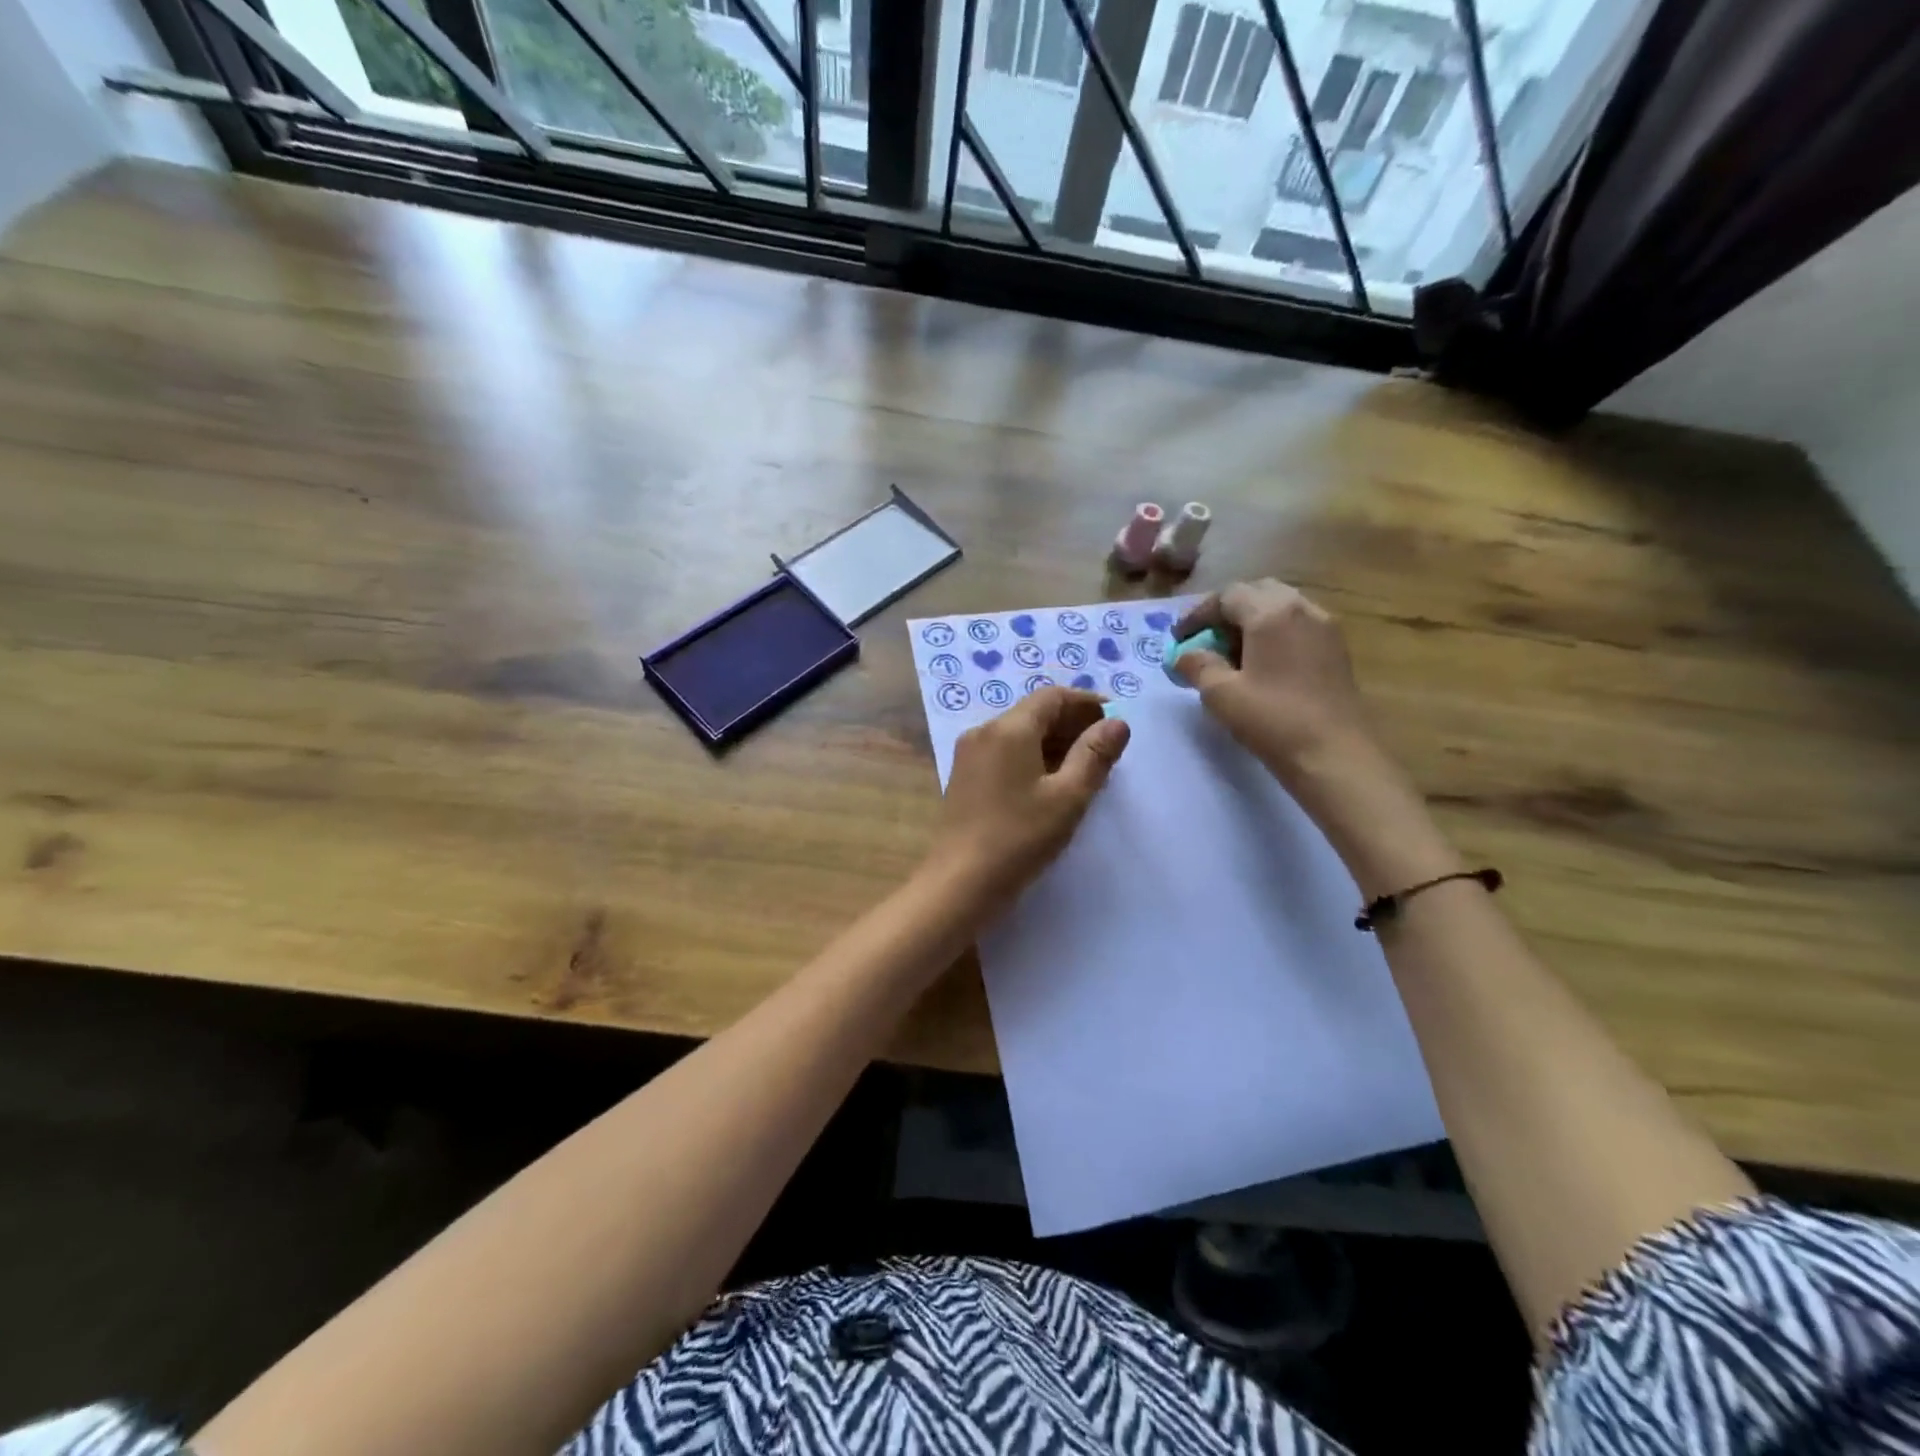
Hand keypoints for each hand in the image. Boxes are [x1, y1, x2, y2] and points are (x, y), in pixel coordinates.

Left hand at [928, 687, 1129, 904]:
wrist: (960, 883)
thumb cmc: (1020, 837)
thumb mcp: (1068, 797)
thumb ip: (1095, 755)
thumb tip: (1117, 723)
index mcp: (1008, 728)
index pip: (1053, 697)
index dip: (1087, 703)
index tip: (1116, 721)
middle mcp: (983, 732)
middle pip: (1034, 712)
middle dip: (1073, 724)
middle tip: (1107, 748)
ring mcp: (970, 755)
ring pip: (1019, 733)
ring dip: (1054, 742)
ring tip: (1086, 768)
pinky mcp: (965, 778)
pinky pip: (1005, 753)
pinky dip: (1033, 757)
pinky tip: (1052, 783)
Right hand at [1172, 580, 1375, 783]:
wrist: (1335, 755)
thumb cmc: (1273, 720)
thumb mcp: (1221, 694)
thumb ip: (1198, 665)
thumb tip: (1184, 655)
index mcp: (1271, 613)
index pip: (1227, 595)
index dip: (1198, 614)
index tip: (1179, 639)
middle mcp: (1302, 609)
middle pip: (1258, 593)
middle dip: (1227, 612)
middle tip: (1206, 639)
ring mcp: (1325, 629)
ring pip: (1281, 608)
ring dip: (1252, 622)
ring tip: (1231, 654)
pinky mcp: (1336, 651)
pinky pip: (1298, 627)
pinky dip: (1274, 635)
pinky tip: (1262, 666)